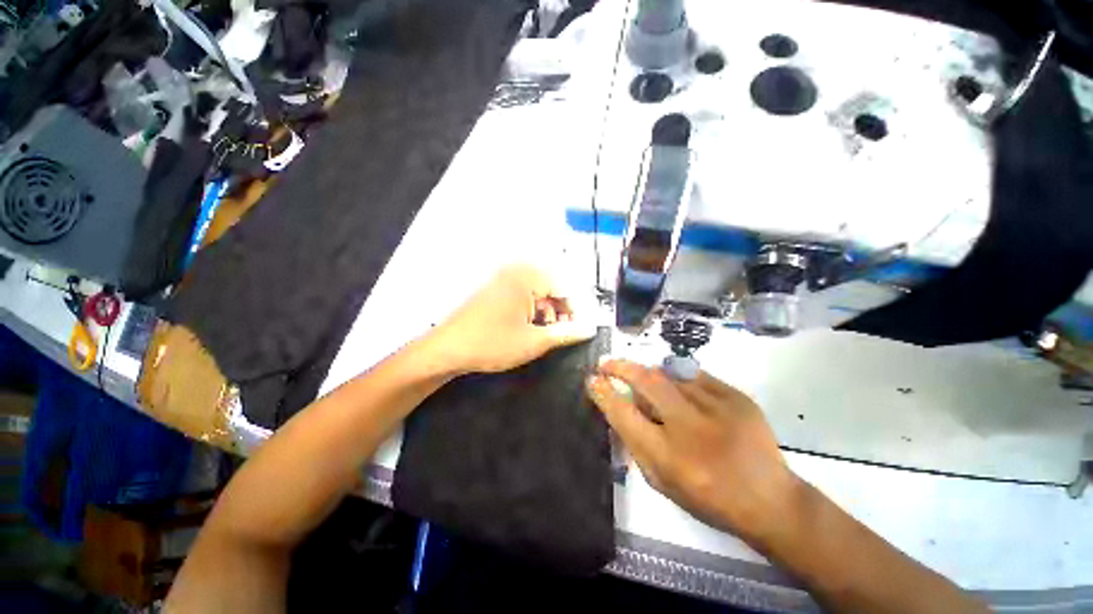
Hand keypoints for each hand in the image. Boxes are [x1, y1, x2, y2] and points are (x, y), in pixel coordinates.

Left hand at [429, 265, 596, 373]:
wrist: (447, 350)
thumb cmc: (493, 343)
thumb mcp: (534, 341)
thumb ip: (565, 333)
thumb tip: (590, 329)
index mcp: (526, 277)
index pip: (564, 287)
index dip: (575, 309)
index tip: (579, 330)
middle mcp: (515, 272)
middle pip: (551, 287)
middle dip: (561, 310)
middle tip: (563, 332)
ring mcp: (503, 280)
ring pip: (538, 292)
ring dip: (548, 311)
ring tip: (546, 333)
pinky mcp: (495, 290)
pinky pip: (523, 295)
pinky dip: (532, 310)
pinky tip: (530, 328)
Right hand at [586, 359, 799, 542]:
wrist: (770, 499)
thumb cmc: (708, 498)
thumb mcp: (662, 482)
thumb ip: (636, 445)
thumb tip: (619, 408)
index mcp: (669, 456)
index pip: (624, 414)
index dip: (604, 393)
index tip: (592, 380)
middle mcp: (691, 427)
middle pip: (647, 382)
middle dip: (621, 367)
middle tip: (606, 362)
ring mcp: (717, 407)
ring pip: (670, 375)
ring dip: (650, 374)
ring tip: (644, 381)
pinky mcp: (737, 397)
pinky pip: (695, 376)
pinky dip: (679, 379)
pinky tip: (679, 389)